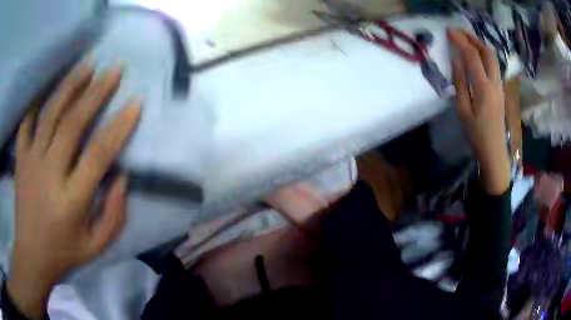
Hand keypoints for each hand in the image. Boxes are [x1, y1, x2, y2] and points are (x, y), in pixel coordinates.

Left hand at [7, 60, 140, 318]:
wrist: (31, 255)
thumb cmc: (64, 252)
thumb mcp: (96, 246)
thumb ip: (114, 215)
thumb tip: (122, 177)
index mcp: (71, 200)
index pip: (98, 154)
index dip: (119, 126)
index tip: (135, 102)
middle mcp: (49, 174)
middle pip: (72, 124)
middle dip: (96, 92)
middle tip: (115, 68)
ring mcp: (31, 162)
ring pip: (50, 115)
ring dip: (70, 86)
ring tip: (88, 63)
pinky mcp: (20, 160)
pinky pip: (27, 124)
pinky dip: (36, 103)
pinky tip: (48, 89)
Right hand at [448, 29, 509, 194]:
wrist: (494, 150)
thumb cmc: (476, 133)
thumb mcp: (462, 110)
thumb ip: (460, 82)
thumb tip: (457, 60)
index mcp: (483, 88)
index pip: (472, 55)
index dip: (460, 40)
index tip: (449, 31)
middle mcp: (495, 82)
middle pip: (487, 51)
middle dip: (473, 38)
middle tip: (459, 32)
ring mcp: (500, 86)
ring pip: (493, 58)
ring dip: (480, 45)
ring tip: (467, 40)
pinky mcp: (501, 90)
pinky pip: (494, 66)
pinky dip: (484, 55)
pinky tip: (476, 56)